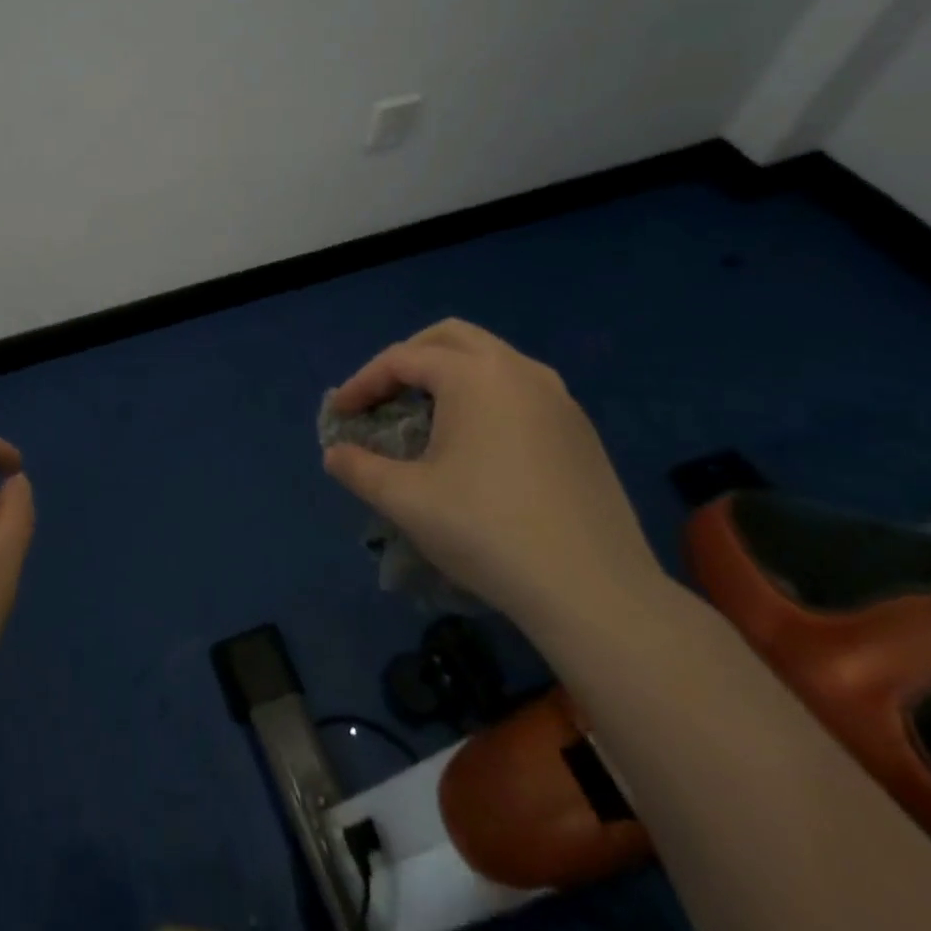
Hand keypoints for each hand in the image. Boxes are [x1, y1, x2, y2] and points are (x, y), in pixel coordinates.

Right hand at [323, 319, 663, 631]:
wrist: (596, 593)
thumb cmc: (487, 531)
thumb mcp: (406, 500)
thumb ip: (359, 468)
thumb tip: (335, 455)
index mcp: (474, 375)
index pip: (402, 359)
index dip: (362, 383)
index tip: (339, 414)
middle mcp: (519, 370)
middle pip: (450, 338)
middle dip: (408, 357)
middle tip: (383, 394)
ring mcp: (558, 398)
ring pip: (491, 359)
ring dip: (450, 373)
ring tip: (427, 414)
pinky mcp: (580, 431)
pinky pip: (520, 389)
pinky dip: (485, 396)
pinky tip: (478, 443)